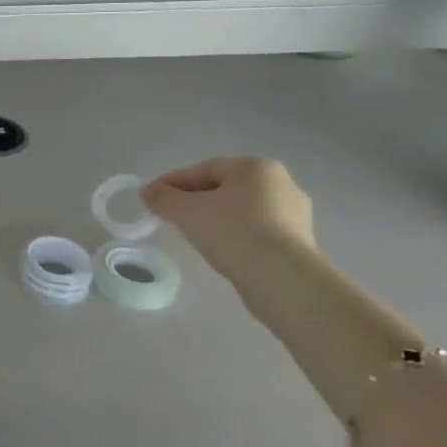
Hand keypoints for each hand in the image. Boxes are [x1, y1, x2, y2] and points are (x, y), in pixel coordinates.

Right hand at [141, 157, 315, 281]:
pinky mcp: (300, 243)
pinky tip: (219, 249)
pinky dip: (234, 235)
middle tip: (170, 215)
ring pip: (240, 211)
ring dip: (214, 218)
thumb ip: (162, 197)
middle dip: (194, 200)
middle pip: (224, 188)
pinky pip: (256, 231)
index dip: (172, 182)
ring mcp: (295, 215)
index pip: (204, 169)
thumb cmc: (233, 231)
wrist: (283, 279)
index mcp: (257, 167)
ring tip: (192, 235)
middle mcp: (282, 184)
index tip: (151, 197)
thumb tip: (147, 192)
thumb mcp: (186, 211)